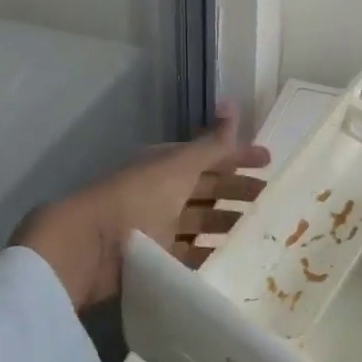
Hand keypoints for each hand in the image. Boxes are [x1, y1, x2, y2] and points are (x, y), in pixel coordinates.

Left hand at [16, 106, 270, 307]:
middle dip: (238, 191)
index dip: (238, 156)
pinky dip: (210, 253)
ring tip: (259, 229)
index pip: (209, 155)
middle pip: (207, 188)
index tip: (269, 161)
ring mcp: (158, 226)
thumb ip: (213, 143)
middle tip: (271, 198)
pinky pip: (190, 254)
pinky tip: (232, 257)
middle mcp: (162, 192)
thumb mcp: (180, 166)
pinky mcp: (155, 258)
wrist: (90, 248)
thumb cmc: (137, 198)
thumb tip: (233, 103)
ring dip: (227, 223)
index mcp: (165, 165)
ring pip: (201, 221)